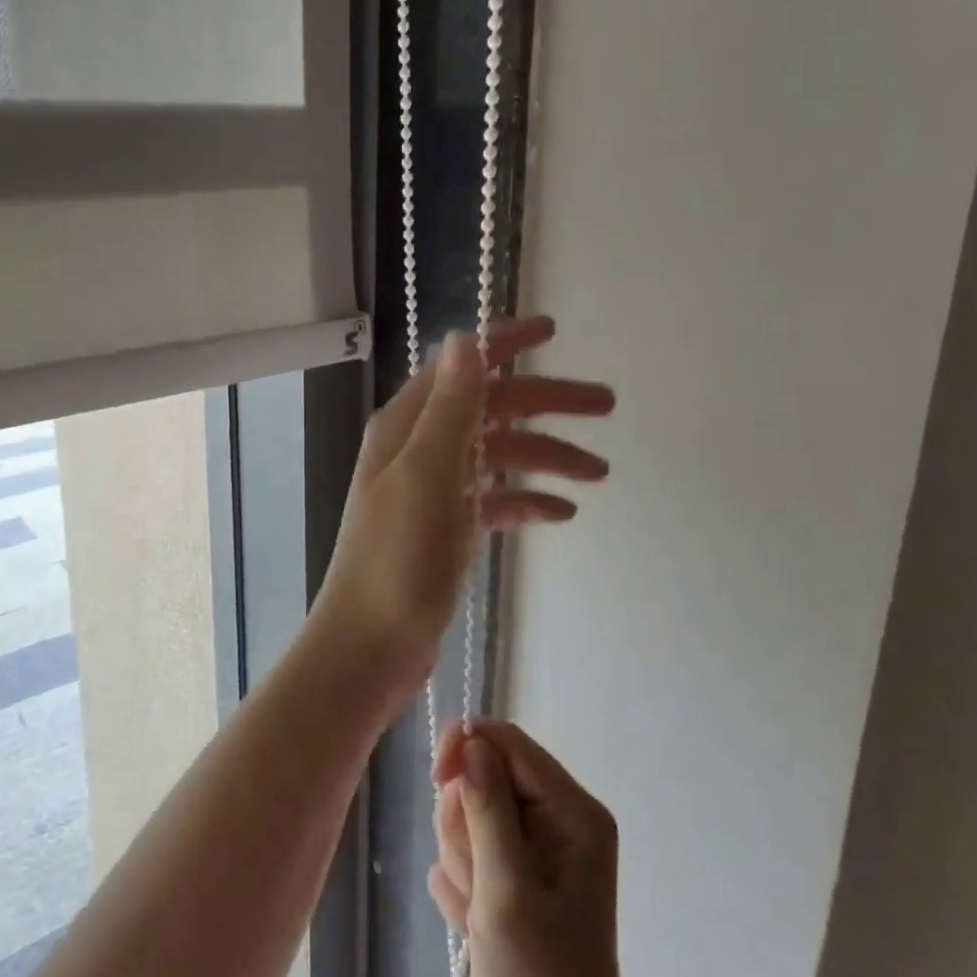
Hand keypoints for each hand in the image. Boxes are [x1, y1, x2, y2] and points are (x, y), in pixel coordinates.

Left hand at [312, 315, 613, 688]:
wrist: (370, 645)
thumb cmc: (397, 558)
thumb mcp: (428, 474)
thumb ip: (450, 407)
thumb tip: (465, 337)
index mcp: (406, 426)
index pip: (460, 366)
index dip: (503, 343)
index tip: (553, 331)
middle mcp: (417, 449)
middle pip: (489, 408)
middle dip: (544, 402)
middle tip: (606, 406)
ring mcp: (432, 490)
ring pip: (496, 455)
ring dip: (545, 455)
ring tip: (599, 473)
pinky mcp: (445, 528)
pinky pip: (493, 500)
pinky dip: (526, 499)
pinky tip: (563, 513)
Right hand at [431, 722, 651, 976]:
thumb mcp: (508, 890)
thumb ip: (488, 809)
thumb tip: (470, 740)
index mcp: (571, 812)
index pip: (508, 742)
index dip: (467, 748)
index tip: (435, 777)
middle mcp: (554, 820)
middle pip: (482, 773)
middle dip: (464, 820)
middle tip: (476, 874)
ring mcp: (529, 849)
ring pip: (466, 809)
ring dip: (460, 856)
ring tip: (479, 906)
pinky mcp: (505, 874)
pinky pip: (463, 846)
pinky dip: (460, 880)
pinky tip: (475, 919)